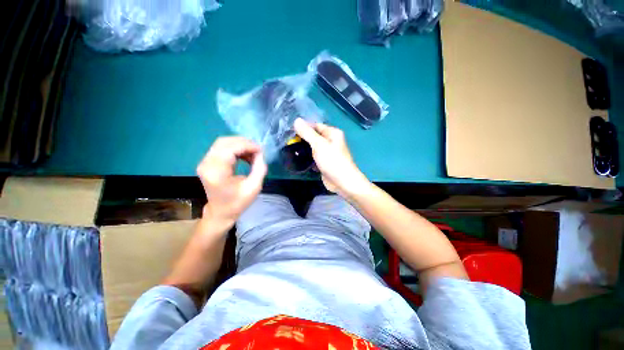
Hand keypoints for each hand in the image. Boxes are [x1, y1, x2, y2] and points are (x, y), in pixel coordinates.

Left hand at [197, 137, 266, 224]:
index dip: (247, 146)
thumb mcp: (254, 187)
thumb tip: (260, 153)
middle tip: (257, 150)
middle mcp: (207, 164)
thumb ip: (259, 168)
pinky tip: (245, 156)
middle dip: (244, 143)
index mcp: (216, 172)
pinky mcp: (207, 162)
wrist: (221, 212)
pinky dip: (235, 149)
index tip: (261, 150)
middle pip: (224, 142)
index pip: (230, 149)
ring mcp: (205, 162)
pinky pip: (221, 148)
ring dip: (240, 145)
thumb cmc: (238, 202)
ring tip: (253, 153)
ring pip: (222, 143)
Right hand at [294, 118, 368, 196]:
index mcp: (332, 133)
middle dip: (303, 139)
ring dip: (304, 149)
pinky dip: (308, 158)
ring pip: (314, 148)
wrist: (342, 182)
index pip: (316, 125)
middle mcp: (331, 141)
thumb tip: (296, 120)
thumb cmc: (332, 161)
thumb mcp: (318, 144)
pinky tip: (298, 159)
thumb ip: (307, 132)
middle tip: (289, 142)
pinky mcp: (325, 163)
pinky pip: (314, 157)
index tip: (290, 131)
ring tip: (290, 149)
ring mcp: (328, 153)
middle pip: (314, 137)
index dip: (304, 127)